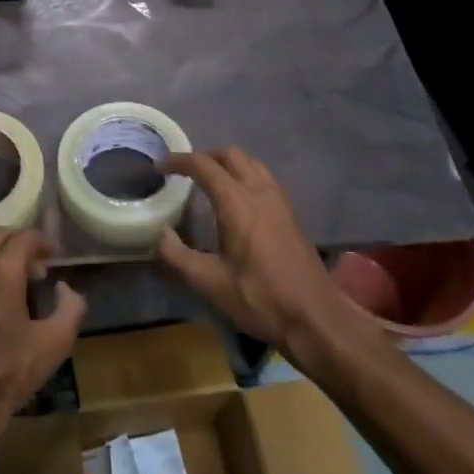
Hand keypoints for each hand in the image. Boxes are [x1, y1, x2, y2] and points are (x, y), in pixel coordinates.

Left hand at [0, 227, 85, 456]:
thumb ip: (71, 306)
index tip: (52, 257)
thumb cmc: (9, 373)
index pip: (23, 237)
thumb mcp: (55, 343)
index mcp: (1, 273)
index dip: (42, 242)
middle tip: (34, 268)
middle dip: (18, 244)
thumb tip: (64, 287)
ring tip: (9, 284)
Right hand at [157, 148, 367, 357]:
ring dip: (228, 164)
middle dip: (205, 157)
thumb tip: (158, 234)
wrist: (315, 318)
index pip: (203, 165)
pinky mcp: (291, 214)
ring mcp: (280, 201)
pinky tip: (238, 202)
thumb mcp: (209, 282)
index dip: (178, 161)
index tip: (159, 167)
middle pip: (231, 155)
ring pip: (251, 164)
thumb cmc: (260, 298)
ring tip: (210, 183)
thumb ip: (176, 256)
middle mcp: (260, 192)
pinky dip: (245, 176)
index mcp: (237, 202)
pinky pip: (264, 179)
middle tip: (184, 172)